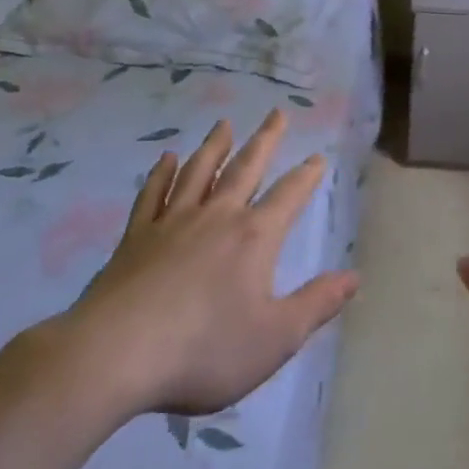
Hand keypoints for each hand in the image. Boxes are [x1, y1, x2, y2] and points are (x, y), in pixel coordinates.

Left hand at [50, 110, 356, 421]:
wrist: (115, 355)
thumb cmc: (204, 349)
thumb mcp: (275, 337)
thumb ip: (316, 304)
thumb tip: (354, 277)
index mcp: (254, 238)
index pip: (289, 196)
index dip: (307, 177)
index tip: (318, 158)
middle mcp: (216, 217)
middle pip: (245, 168)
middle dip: (265, 140)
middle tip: (276, 113)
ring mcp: (172, 222)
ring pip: (199, 171)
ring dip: (215, 146)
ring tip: (224, 123)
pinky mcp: (135, 237)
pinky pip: (152, 194)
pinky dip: (162, 173)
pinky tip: (166, 158)